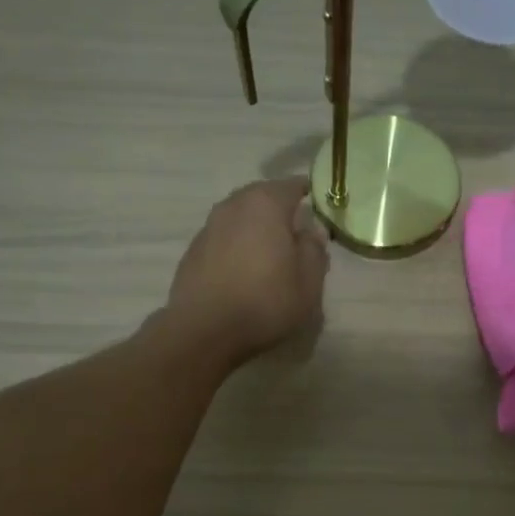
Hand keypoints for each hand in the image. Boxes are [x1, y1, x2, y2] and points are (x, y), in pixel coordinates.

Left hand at [164, 178, 329, 366]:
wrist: (204, 330)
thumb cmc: (265, 302)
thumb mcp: (308, 281)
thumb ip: (314, 249)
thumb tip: (313, 229)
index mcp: (266, 204)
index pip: (293, 185)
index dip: (309, 192)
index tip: (320, 204)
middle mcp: (234, 205)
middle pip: (263, 196)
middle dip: (281, 208)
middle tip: (297, 230)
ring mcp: (209, 226)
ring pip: (241, 216)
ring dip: (256, 226)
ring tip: (271, 250)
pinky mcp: (193, 249)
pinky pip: (224, 236)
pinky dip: (238, 244)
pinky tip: (245, 268)